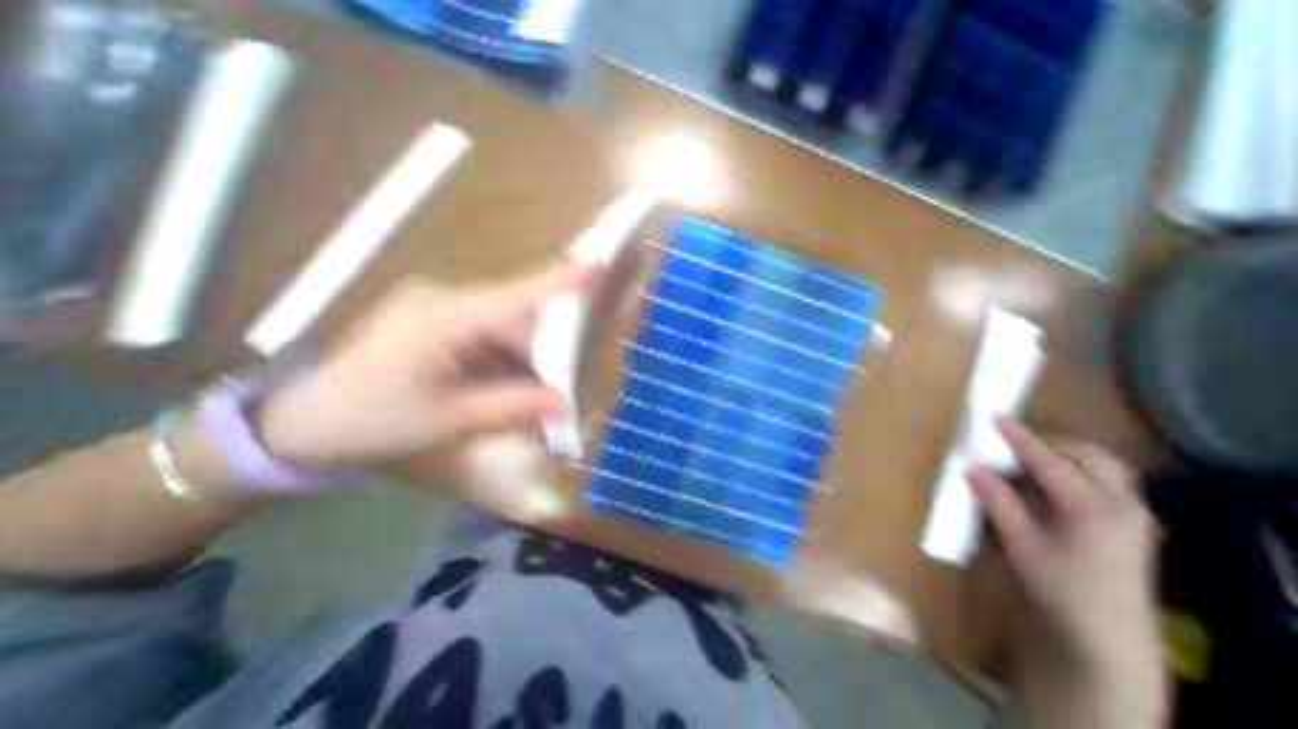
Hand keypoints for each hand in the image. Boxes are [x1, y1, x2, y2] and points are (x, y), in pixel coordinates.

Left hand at [258, 264, 604, 470]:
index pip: (514, 295)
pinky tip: (498, 387)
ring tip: (524, 398)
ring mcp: (439, 308)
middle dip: (541, 353)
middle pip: (515, 317)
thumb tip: (561, 402)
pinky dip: (502, 361)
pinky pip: (486, 336)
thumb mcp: (444, 421)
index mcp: (442, 317)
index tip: (597, 266)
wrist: (298, 425)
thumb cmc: (368, 420)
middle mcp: (445, 300)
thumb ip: (508, 407)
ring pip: (503, 329)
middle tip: (555, 394)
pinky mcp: (437, 321)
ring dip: (521, 361)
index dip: (558, 281)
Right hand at [961, 420, 1166, 666]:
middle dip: (1048, 441)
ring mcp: (1134, 514)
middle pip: (1088, 455)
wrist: (1106, 636)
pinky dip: (1079, 468)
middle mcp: (1122, 504)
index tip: (996, 417)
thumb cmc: (1056, 586)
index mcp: (1091, 509)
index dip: (1020, 438)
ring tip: (1030, 457)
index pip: (1050, 461)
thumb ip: (997, 499)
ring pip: (1104, 465)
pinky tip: (1054, 481)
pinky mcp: (1133, 523)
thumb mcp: (1018, 542)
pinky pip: (1108, 480)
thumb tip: (970, 466)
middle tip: (1010, 441)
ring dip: (1066, 452)